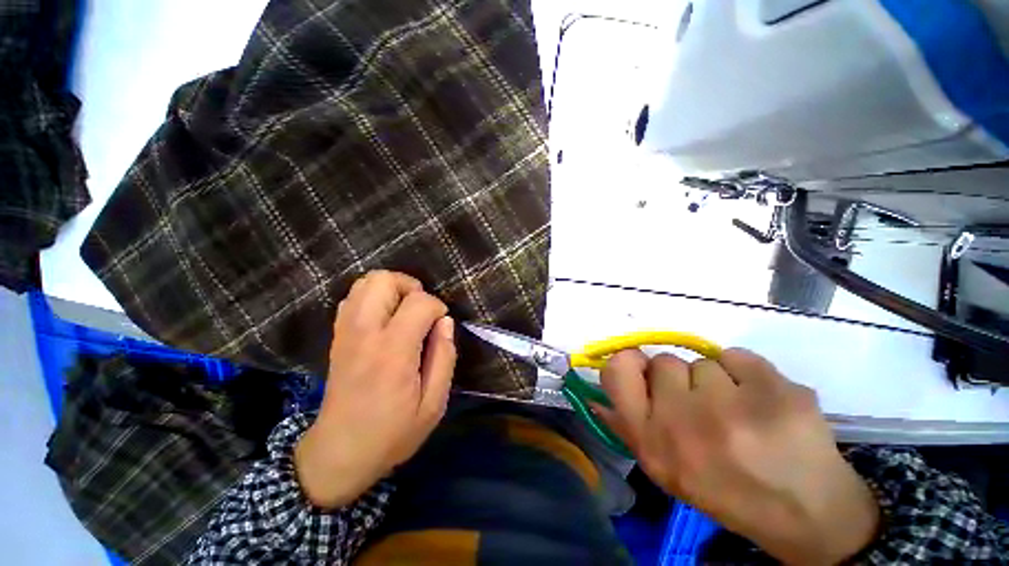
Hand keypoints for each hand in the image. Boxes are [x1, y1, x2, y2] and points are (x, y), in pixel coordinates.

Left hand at [295, 270, 456, 508]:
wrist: (339, 453)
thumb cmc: (393, 433)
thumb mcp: (434, 403)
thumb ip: (444, 356)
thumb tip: (445, 322)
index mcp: (393, 351)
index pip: (419, 303)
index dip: (437, 307)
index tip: (441, 325)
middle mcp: (365, 333)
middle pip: (384, 280)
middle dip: (411, 288)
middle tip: (422, 312)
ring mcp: (346, 332)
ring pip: (366, 283)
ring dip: (392, 290)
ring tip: (405, 312)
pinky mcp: (337, 335)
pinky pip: (353, 297)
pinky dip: (373, 297)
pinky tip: (386, 319)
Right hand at [595, 348, 878, 564]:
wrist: (807, 516)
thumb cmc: (725, 489)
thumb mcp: (665, 469)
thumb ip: (628, 427)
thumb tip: (597, 395)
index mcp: (652, 443)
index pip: (616, 371)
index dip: (628, 361)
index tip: (643, 368)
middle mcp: (682, 424)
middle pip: (664, 361)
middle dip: (681, 379)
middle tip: (706, 410)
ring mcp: (732, 408)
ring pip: (703, 361)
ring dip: (717, 382)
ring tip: (741, 416)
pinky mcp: (776, 392)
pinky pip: (738, 356)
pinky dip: (748, 375)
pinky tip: (765, 406)